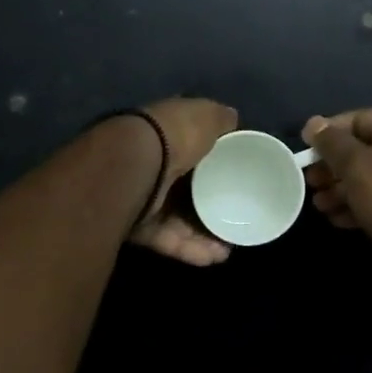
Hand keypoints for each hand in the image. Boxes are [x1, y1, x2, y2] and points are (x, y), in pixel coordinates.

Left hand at [126, 97, 238, 266]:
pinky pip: (168, 239)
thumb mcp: (204, 115)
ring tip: (230, 246)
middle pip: (185, 189)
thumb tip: (232, 120)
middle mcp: (151, 165)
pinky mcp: (138, 227)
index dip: (214, 161)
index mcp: (164, 135)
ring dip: (205, 235)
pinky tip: (216, 256)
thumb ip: (219, 119)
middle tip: (236, 217)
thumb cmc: (172, 136)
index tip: (237, 175)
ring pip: (178, 220)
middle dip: (210, 204)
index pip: (190, 148)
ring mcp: (142, 197)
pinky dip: (191, 249)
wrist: (134, 166)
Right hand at [301, 109, 371, 277]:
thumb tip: (313, 123)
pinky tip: (336, 218)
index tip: (306, 149)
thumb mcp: (356, 165)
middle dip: (332, 166)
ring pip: (371, 177)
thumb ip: (332, 142)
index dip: (329, 131)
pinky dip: (358, 205)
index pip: (359, 118)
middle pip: (364, 150)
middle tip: (310, 181)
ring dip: (341, 189)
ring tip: (318, 205)